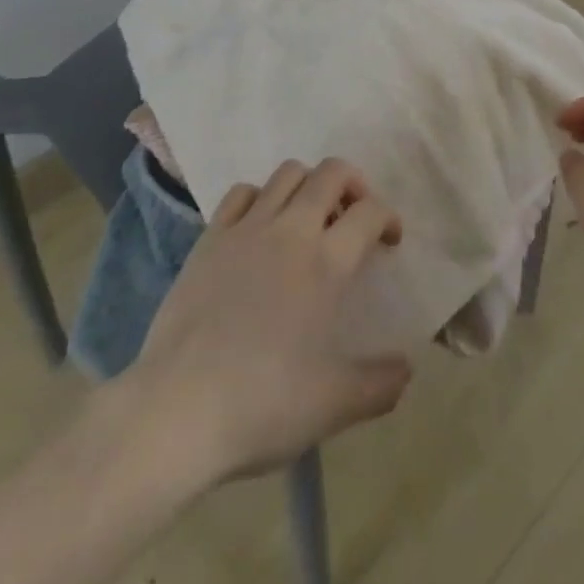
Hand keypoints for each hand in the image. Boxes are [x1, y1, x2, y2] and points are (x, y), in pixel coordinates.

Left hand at [118, 158, 413, 484]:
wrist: (175, 411)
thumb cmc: (261, 405)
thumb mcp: (333, 405)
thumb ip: (379, 385)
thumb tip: (407, 371)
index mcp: (326, 262)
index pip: (370, 212)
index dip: (388, 217)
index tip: (389, 241)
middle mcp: (291, 230)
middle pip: (332, 172)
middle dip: (353, 183)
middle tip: (354, 215)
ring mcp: (246, 229)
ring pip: (288, 173)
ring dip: (309, 184)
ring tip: (310, 217)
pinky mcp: (210, 239)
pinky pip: (241, 193)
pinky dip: (260, 197)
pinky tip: (261, 227)